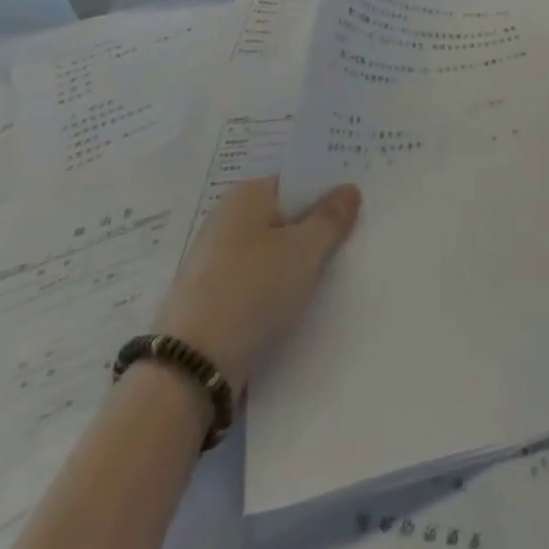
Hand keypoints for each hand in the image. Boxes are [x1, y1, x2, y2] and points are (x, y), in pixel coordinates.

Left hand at [150, 177, 360, 383]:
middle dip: (315, 227)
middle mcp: (226, 218)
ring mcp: (214, 259)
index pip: (297, 181)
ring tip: (331, 273)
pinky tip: (296, 301)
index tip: (358, 205)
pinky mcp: (209, 296)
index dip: (328, 191)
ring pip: (270, 249)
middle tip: (353, 238)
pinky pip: (255, 278)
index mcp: (246, 194)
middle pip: (284, 215)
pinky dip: (276, 285)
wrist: (190, 368)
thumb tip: (349, 188)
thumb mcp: (305, 250)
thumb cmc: (253, 290)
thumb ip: (331, 217)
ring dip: (296, 259)